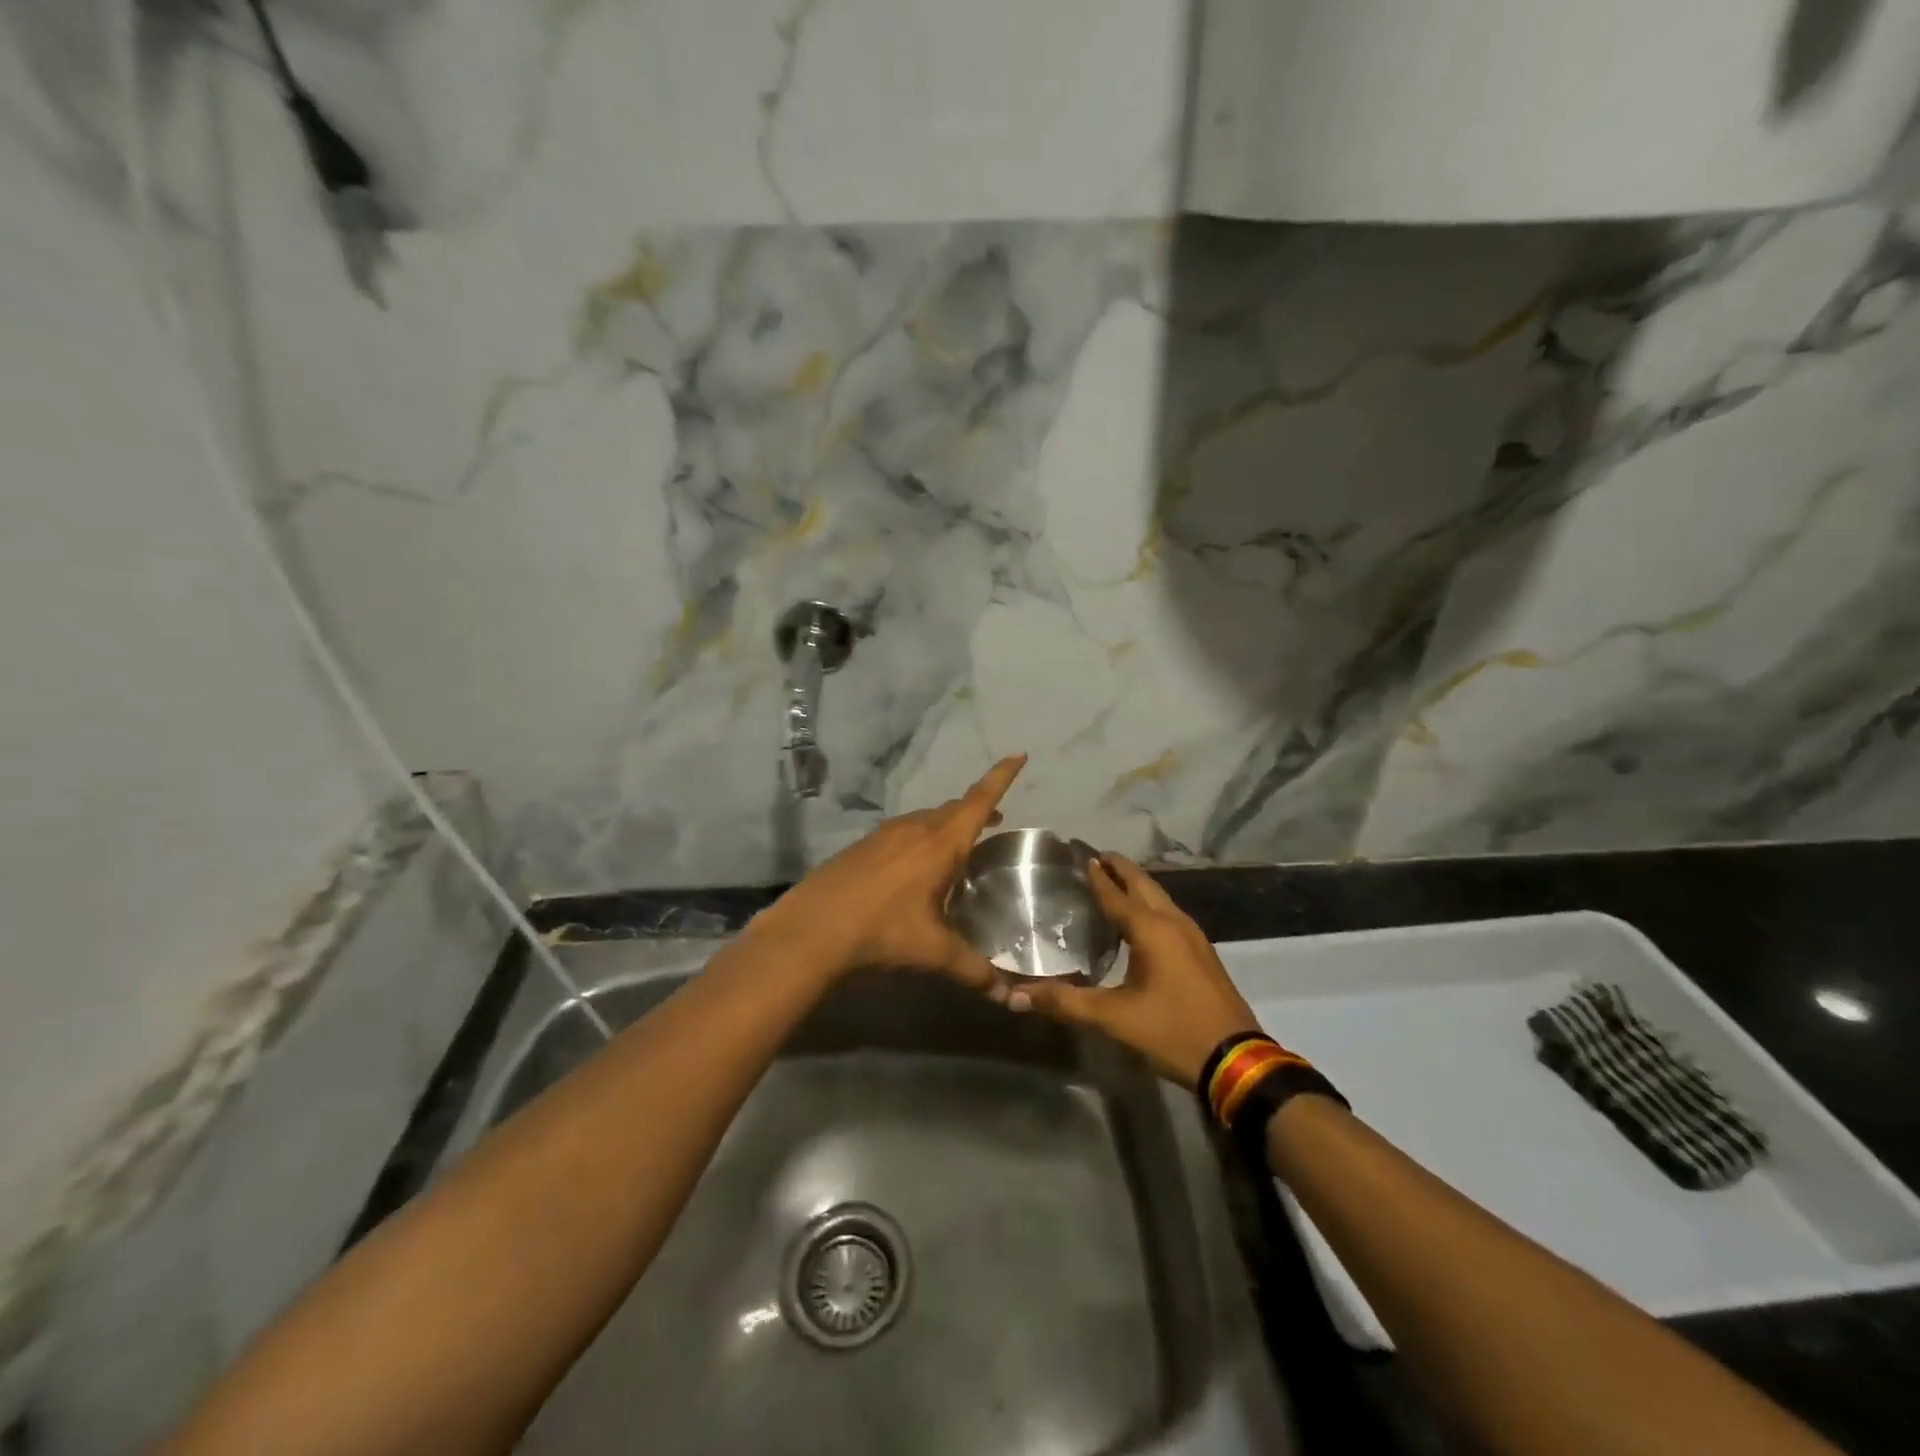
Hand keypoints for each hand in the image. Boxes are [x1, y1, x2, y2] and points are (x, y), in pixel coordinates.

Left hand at [752, 755, 1026, 990]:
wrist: (812, 929)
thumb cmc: (881, 932)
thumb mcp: (932, 953)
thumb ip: (973, 970)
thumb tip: (1006, 995)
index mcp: (939, 844)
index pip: (979, 801)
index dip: (1001, 777)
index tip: (1018, 754)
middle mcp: (914, 829)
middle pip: (953, 809)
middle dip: (977, 809)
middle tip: (995, 821)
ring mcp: (883, 835)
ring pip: (925, 819)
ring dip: (945, 824)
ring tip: (957, 845)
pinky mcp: (862, 847)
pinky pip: (901, 832)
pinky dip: (919, 839)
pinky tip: (913, 867)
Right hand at [1012, 853, 1260, 1087]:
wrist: (1236, 1061)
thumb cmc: (1172, 1031)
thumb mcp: (1114, 1019)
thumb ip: (1065, 1003)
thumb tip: (1015, 996)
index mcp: (1151, 929)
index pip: (1116, 893)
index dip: (1097, 874)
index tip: (1080, 854)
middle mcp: (1173, 922)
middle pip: (1143, 884)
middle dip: (1120, 868)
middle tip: (1095, 856)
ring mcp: (1193, 936)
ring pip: (1160, 897)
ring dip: (1137, 885)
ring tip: (1114, 880)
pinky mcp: (1202, 953)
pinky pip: (1170, 914)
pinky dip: (1151, 904)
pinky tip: (1142, 919)